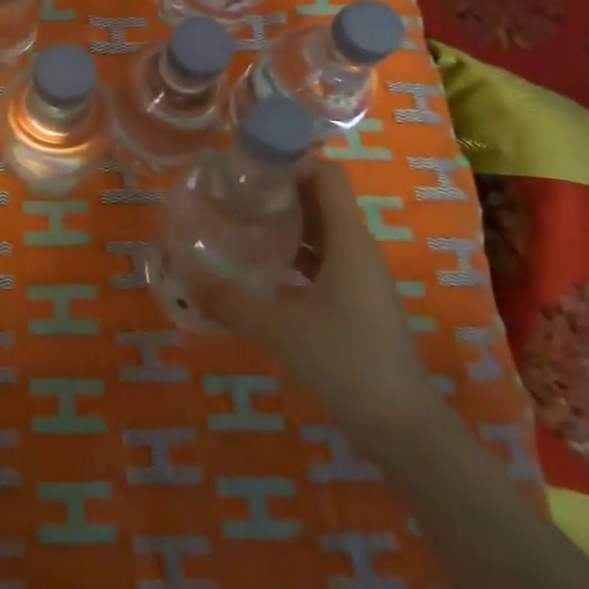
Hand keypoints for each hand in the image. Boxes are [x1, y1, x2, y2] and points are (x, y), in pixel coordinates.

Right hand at [182, 159, 439, 441]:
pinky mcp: (355, 303)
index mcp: (349, 240)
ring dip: (285, 221)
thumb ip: (230, 300)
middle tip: (233, 189)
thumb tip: (185, 276)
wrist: (403, 429)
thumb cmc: (347, 362)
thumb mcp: (280, 329)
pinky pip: (321, 259)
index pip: (327, 175)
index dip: (292, 159)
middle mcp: (357, 249)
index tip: (249, 162)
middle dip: (279, 188)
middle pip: (320, 198)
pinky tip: (262, 266)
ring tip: (239, 220)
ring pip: (320, 231)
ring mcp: (359, 278)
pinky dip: (293, 253)